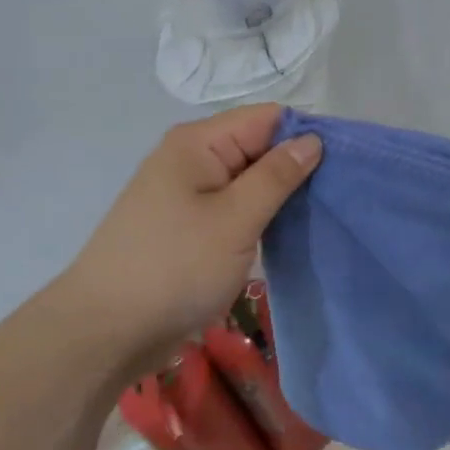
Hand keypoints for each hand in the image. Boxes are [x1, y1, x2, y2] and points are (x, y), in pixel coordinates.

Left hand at [58, 105, 320, 368]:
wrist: (105, 332)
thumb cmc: (174, 268)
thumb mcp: (235, 220)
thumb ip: (276, 176)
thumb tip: (312, 139)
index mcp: (198, 142)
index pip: (268, 118)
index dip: (306, 135)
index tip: (345, 165)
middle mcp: (191, 158)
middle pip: (258, 146)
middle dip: (296, 167)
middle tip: (338, 197)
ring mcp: (186, 193)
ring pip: (248, 180)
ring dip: (279, 196)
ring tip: (321, 215)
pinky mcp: (187, 225)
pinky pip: (233, 207)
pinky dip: (259, 216)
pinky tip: (286, 234)